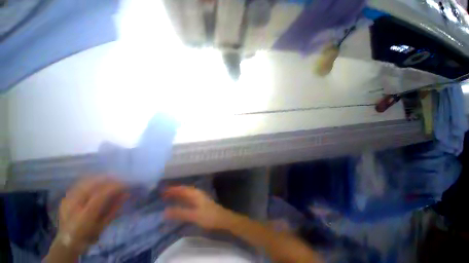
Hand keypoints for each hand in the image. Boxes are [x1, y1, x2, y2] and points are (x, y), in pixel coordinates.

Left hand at [57, 177, 128, 252]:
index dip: (114, 187)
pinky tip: (98, 179)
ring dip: (100, 177)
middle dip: (108, 179)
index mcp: (84, 216)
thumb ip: (114, 208)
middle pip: (92, 185)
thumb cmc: (88, 235)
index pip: (101, 195)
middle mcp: (74, 205)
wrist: (66, 241)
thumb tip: (127, 194)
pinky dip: (91, 179)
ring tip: (111, 177)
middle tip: (120, 178)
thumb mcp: (104, 224)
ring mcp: (67, 200)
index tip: (126, 184)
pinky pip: (80, 183)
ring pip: (85, 181)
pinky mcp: (66, 197)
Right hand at [163, 186, 230, 229]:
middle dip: (175, 191)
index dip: (173, 189)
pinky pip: (189, 198)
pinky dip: (183, 199)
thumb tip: (165, 211)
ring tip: (170, 197)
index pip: (182, 189)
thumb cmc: (208, 216)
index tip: (164, 190)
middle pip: (184, 190)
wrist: (222, 218)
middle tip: (164, 194)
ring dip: (179, 194)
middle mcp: (197, 193)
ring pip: (187, 194)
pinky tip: (181, 202)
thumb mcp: (193, 215)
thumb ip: (180, 213)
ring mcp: (200, 198)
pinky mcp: (201, 203)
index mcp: (195, 194)